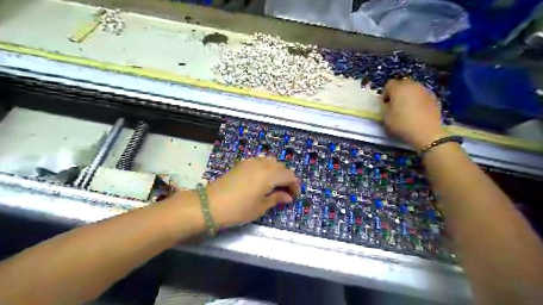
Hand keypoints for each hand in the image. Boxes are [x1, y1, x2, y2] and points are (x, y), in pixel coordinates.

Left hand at [205, 158, 298, 227]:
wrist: (211, 204)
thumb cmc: (238, 209)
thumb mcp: (260, 207)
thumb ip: (276, 198)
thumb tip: (288, 197)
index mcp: (269, 175)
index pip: (289, 176)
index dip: (294, 186)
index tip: (293, 196)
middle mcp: (262, 164)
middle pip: (281, 166)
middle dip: (286, 178)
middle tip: (285, 192)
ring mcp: (251, 162)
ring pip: (271, 161)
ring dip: (277, 171)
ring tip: (274, 185)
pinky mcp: (242, 163)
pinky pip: (260, 161)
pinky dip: (266, 168)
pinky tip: (261, 179)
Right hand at [381, 79, 444, 149]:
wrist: (427, 133)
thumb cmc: (402, 124)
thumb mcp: (386, 116)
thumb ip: (383, 105)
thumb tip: (385, 101)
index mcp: (399, 88)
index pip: (389, 84)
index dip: (385, 93)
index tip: (385, 104)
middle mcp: (413, 85)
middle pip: (402, 83)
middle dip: (397, 92)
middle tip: (395, 105)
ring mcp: (425, 90)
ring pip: (413, 88)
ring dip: (409, 95)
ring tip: (407, 108)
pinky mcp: (434, 98)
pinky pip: (422, 95)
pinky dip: (418, 99)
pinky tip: (417, 111)